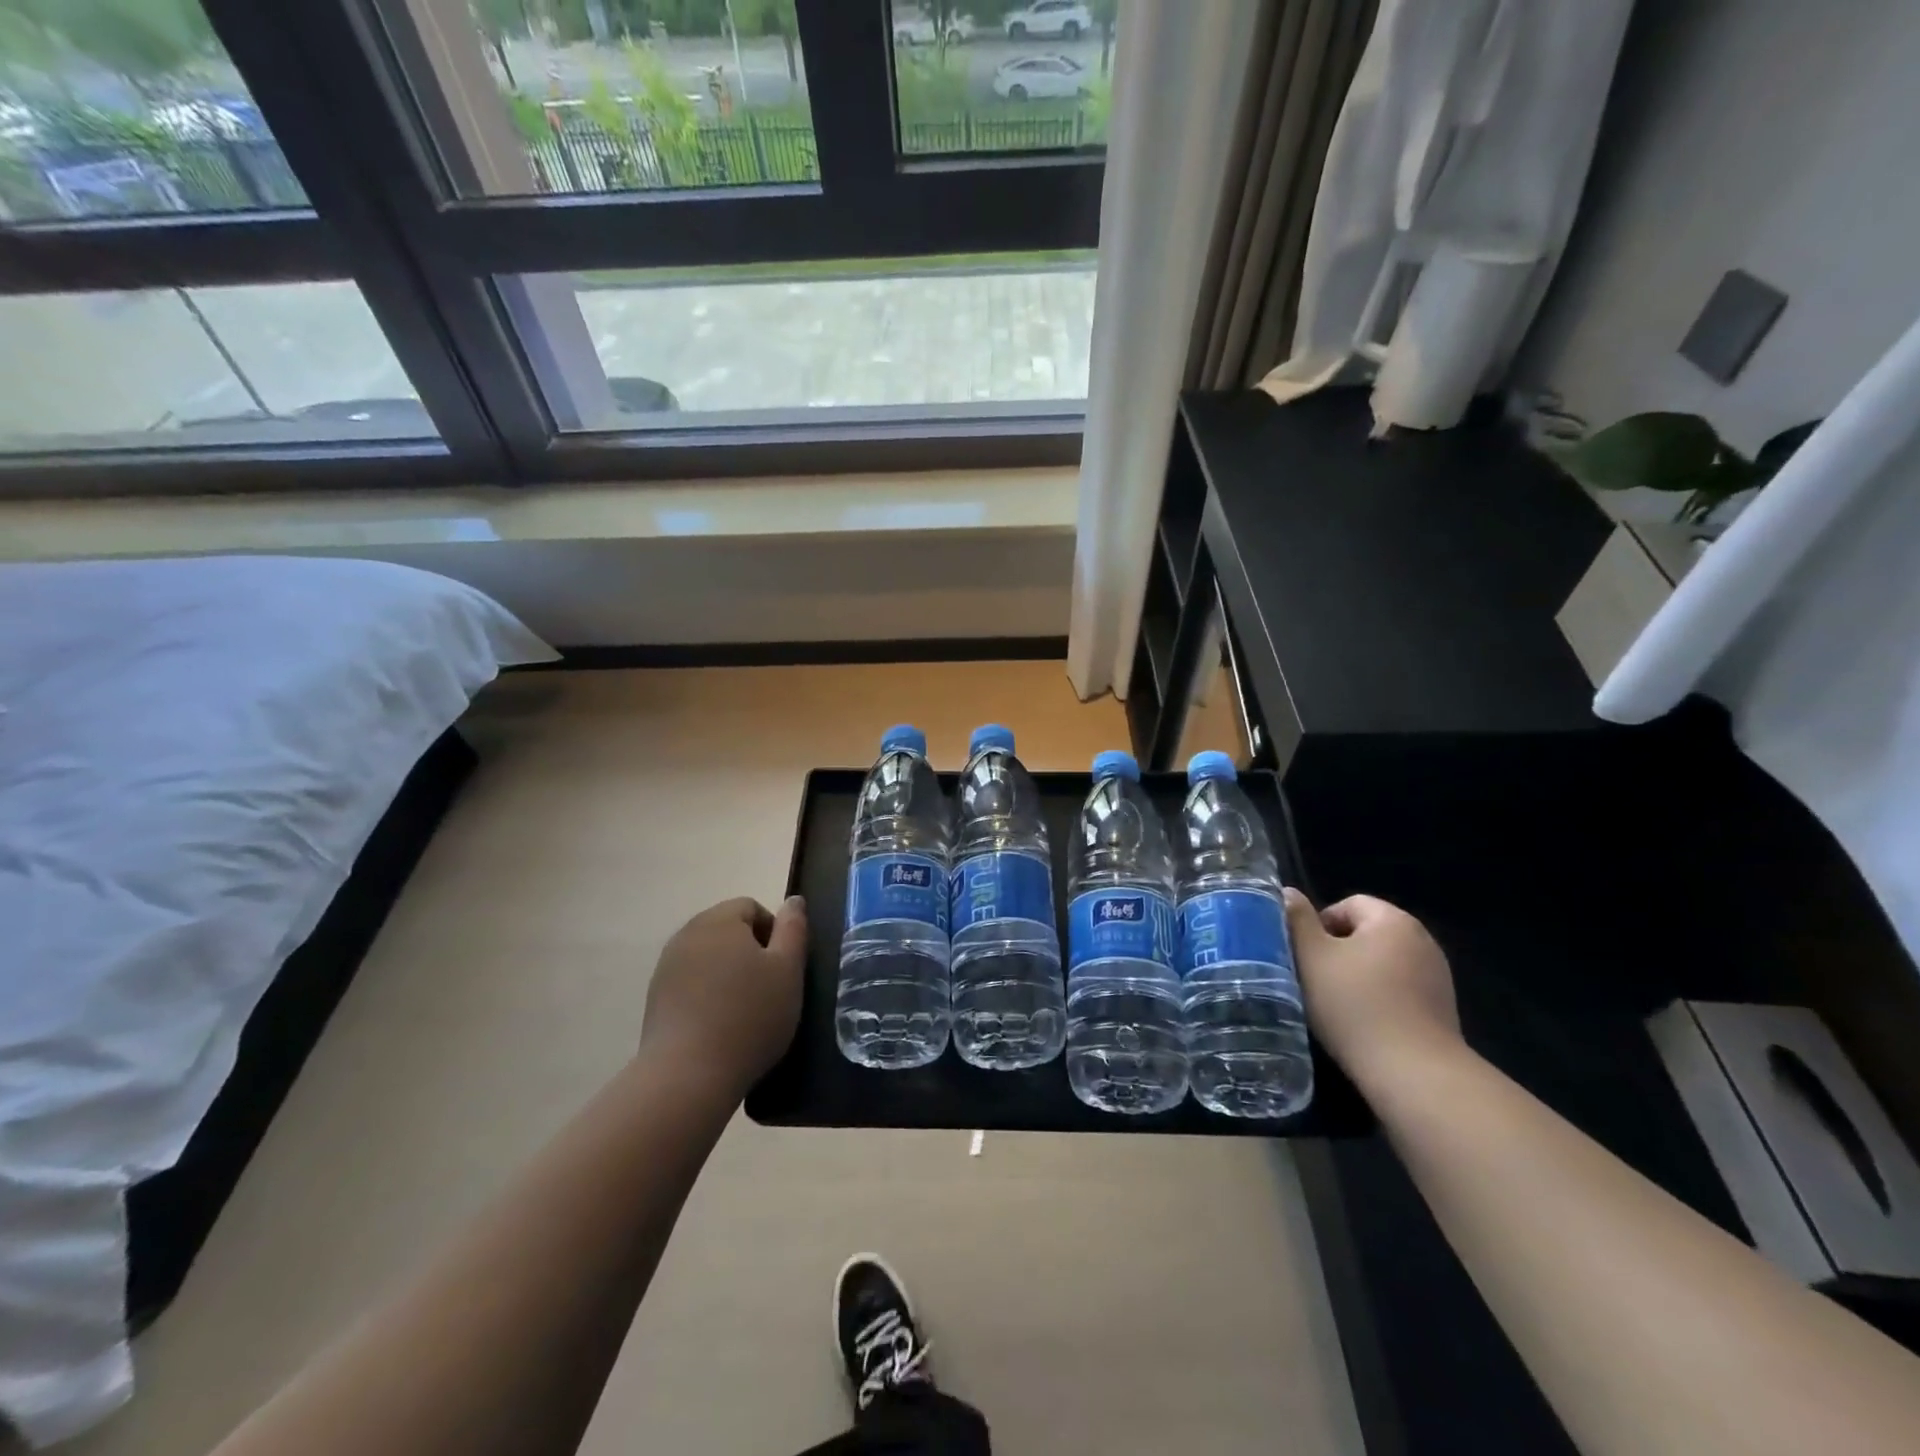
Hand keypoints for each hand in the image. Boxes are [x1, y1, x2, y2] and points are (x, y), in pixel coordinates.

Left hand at [641, 896, 807, 1098]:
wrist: (687, 1076)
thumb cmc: (749, 1016)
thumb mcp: (788, 970)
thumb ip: (794, 929)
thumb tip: (794, 900)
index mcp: (720, 920)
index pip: (751, 907)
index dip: (774, 931)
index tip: (784, 967)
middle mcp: (687, 934)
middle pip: (727, 929)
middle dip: (750, 951)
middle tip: (769, 988)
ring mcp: (666, 967)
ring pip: (708, 957)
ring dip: (728, 973)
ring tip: (744, 1009)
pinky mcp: (655, 999)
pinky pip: (690, 982)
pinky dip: (707, 994)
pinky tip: (719, 1025)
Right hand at [1286, 890, 1464, 1095]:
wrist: (1414, 1073)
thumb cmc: (1354, 1005)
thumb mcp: (1311, 956)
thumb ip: (1297, 919)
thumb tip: (1287, 892)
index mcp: (1393, 920)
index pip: (1348, 904)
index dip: (1319, 925)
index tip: (1305, 956)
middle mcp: (1422, 940)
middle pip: (1367, 933)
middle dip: (1338, 951)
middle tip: (1315, 979)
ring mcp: (1437, 976)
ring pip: (1382, 963)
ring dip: (1358, 976)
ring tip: (1336, 1004)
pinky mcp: (1442, 1008)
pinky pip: (1400, 990)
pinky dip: (1380, 998)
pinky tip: (1364, 1023)